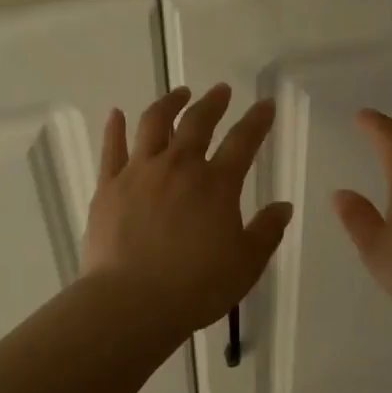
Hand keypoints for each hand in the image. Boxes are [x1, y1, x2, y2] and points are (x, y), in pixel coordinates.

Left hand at [82, 84, 294, 336]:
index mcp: (217, 184)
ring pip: (154, 124)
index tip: (265, 104)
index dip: (257, 120)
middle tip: (221, 90)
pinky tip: (117, 114)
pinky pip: (112, 148)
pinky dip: (116, 127)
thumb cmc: (196, 286)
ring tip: (179, 93)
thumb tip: (283, 206)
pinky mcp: (108, 186)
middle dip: (213, 102)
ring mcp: (139, 172)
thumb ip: (266, 232)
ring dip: (169, 103)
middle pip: (198, 122)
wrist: (132, 302)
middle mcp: (179, 167)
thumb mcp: (246, 264)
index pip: (243, 141)